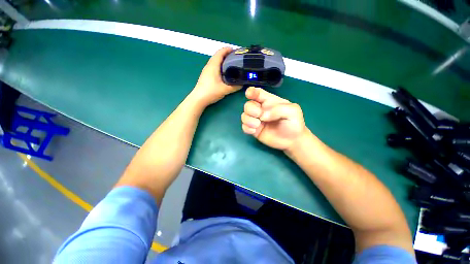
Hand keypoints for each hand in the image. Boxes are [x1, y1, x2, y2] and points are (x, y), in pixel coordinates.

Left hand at [192, 47, 241, 105]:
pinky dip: (219, 66)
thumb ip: (234, 87)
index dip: (228, 50)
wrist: (199, 99)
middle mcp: (209, 66)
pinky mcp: (205, 75)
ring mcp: (206, 70)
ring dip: (223, 61)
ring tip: (231, 65)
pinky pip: (213, 67)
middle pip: (218, 56)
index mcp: (213, 65)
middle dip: (227, 55)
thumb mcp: (225, 90)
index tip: (236, 51)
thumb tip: (242, 85)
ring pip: (215, 61)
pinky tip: (224, 73)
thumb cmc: (211, 92)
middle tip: (236, 59)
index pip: (220, 52)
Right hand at [241, 87, 306, 150]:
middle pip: (248, 105)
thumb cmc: (294, 123)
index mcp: (269, 101)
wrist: (292, 140)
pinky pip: (244, 127)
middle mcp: (261, 109)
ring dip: (248, 120)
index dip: (251, 92)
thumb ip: (278, 109)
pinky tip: (254, 131)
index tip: (249, 94)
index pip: (257, 93)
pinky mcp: (254, 130)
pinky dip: (247, 128)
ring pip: (244, 116)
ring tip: (257, 125)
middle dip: (251, 109)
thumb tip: (262, 116)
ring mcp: (256, 120)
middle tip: (260, 115)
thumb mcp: (292, 111)